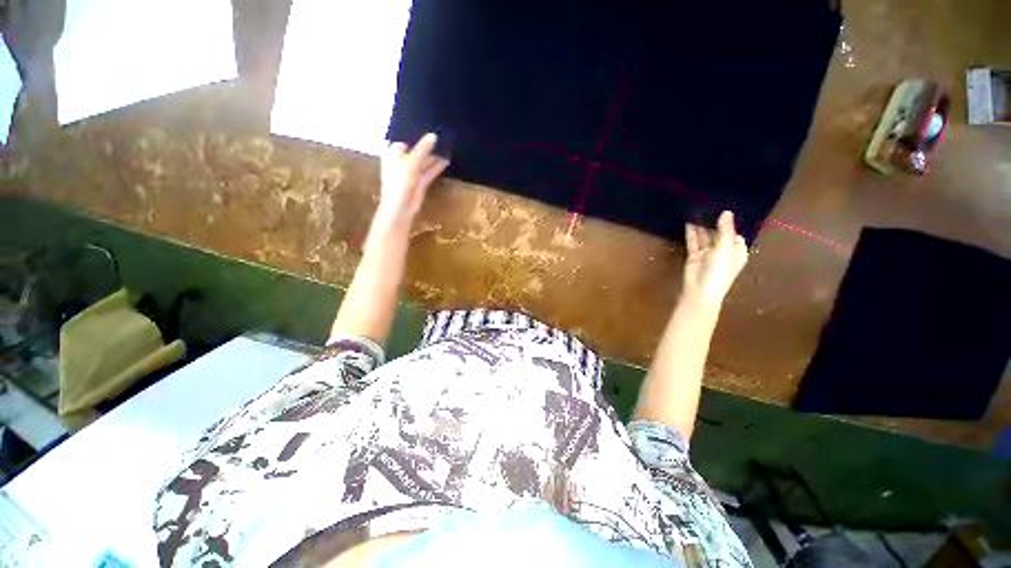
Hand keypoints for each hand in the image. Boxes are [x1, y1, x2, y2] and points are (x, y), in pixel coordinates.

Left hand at [376, 133, 449, 224]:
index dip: (416, 134)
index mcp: (394, 153)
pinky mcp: (420, 182)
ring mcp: (412, 172)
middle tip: (442, 135)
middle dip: (427, 145)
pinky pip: (429, 171)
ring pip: (424, 161)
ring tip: (447, 147)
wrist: (400, 207)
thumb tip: (433, 135)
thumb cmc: (400, 182)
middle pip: (416, 150)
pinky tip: (446, 161)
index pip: (406, 139)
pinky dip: (437, 167)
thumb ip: (423, 149)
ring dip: (434, 156)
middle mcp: (402, 161)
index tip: (429, 127)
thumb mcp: (412, 163)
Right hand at [682, 211, 748, 305]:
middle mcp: (723, 252)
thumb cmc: (718, 272)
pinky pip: (693, 242)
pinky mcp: (694, 256)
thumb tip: (726, 212)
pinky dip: (691, 233)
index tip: (724, 208)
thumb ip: (725, 231)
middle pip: (719, 234)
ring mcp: (708, 254)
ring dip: (701, 227)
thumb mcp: (725, 249)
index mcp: (737, 252)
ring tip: (697, 211)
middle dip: (714, 223)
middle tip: (708, 205)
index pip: (735, 234)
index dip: (730, 223)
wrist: (700, 292)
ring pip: (705, 237)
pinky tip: (688, 223)